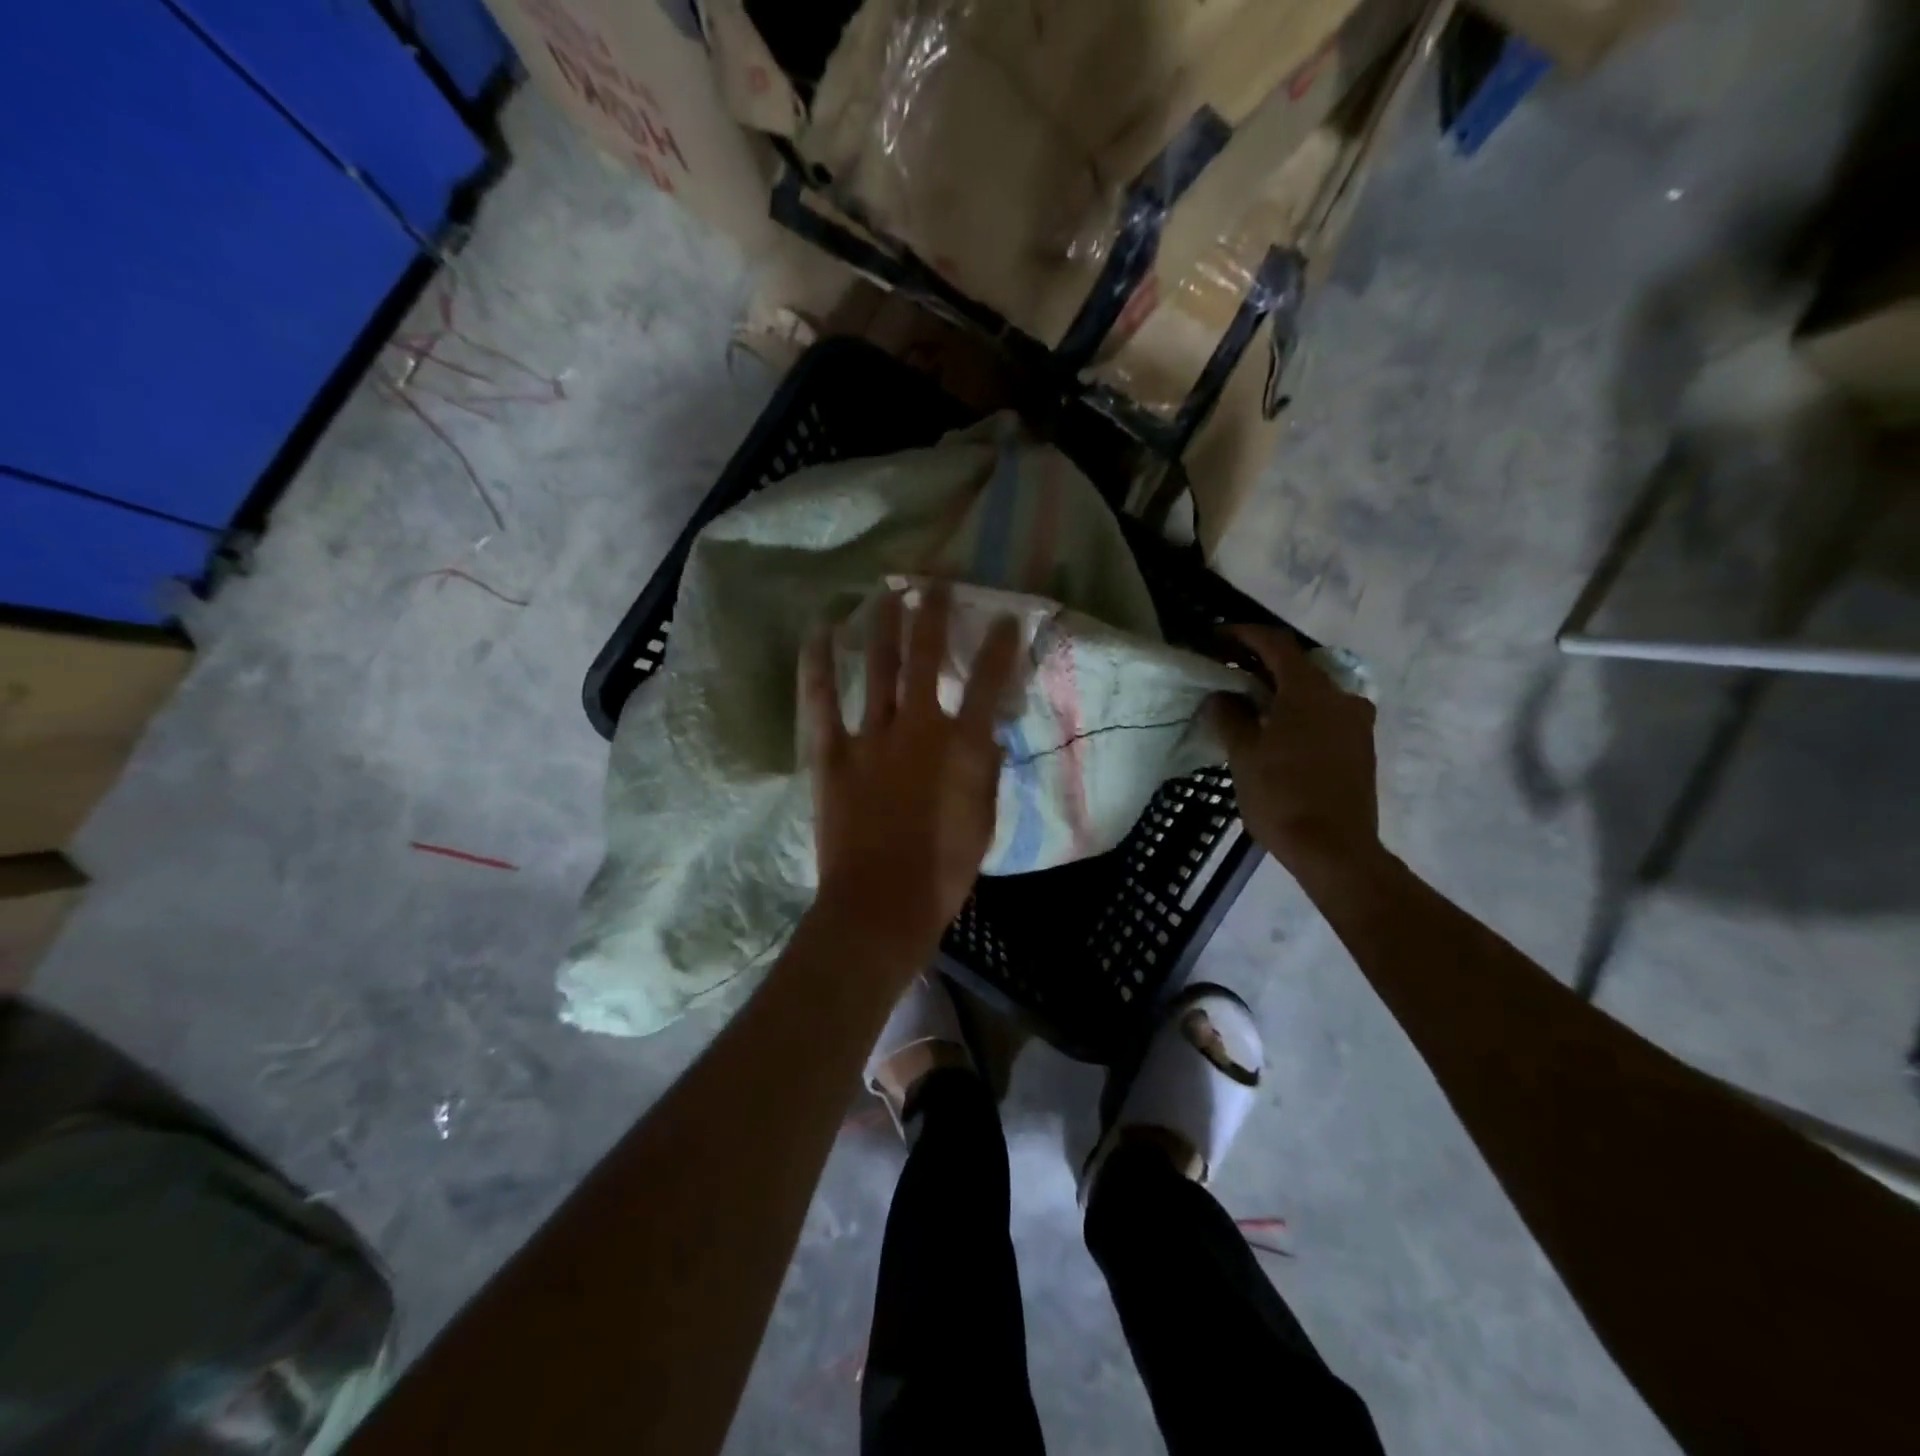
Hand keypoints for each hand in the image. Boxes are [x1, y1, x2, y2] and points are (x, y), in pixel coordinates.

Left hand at [802, 584, 1021, 968]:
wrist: (883, 903)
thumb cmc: (944, 870)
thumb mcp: (984, 820)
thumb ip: (985, 771)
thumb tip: (988, 734)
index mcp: (962, 745)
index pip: (990, 682)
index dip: (1001, 646)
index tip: (1005, 618)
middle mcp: (918, 727)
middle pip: (928, 658)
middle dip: (934, 614)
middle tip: (936, 582)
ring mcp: (871, 736)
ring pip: (881, 667)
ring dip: (886, 625)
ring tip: (889, 590)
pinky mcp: (832, 752)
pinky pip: (822, 700)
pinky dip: (819, 664)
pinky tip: (820, 631)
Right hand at [1206, 626, 1381, 879]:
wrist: (1335, 849)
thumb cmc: (1282, 795)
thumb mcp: (1244, 754)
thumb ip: (1230, 716)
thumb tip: (1222, 696)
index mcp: (1310, 690)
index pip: (1276, 644)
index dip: (1244, 635)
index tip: (1217, 637)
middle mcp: (1341, 696)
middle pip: (1297, 666)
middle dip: (1260, 664)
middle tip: (1228, 671)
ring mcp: (1356, 723)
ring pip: (1313, 692)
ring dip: (1280, 690)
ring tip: (1249, 703)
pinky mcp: (1360, 747)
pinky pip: (1324, 714)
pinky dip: (1298, 711)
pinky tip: (1276, 730)